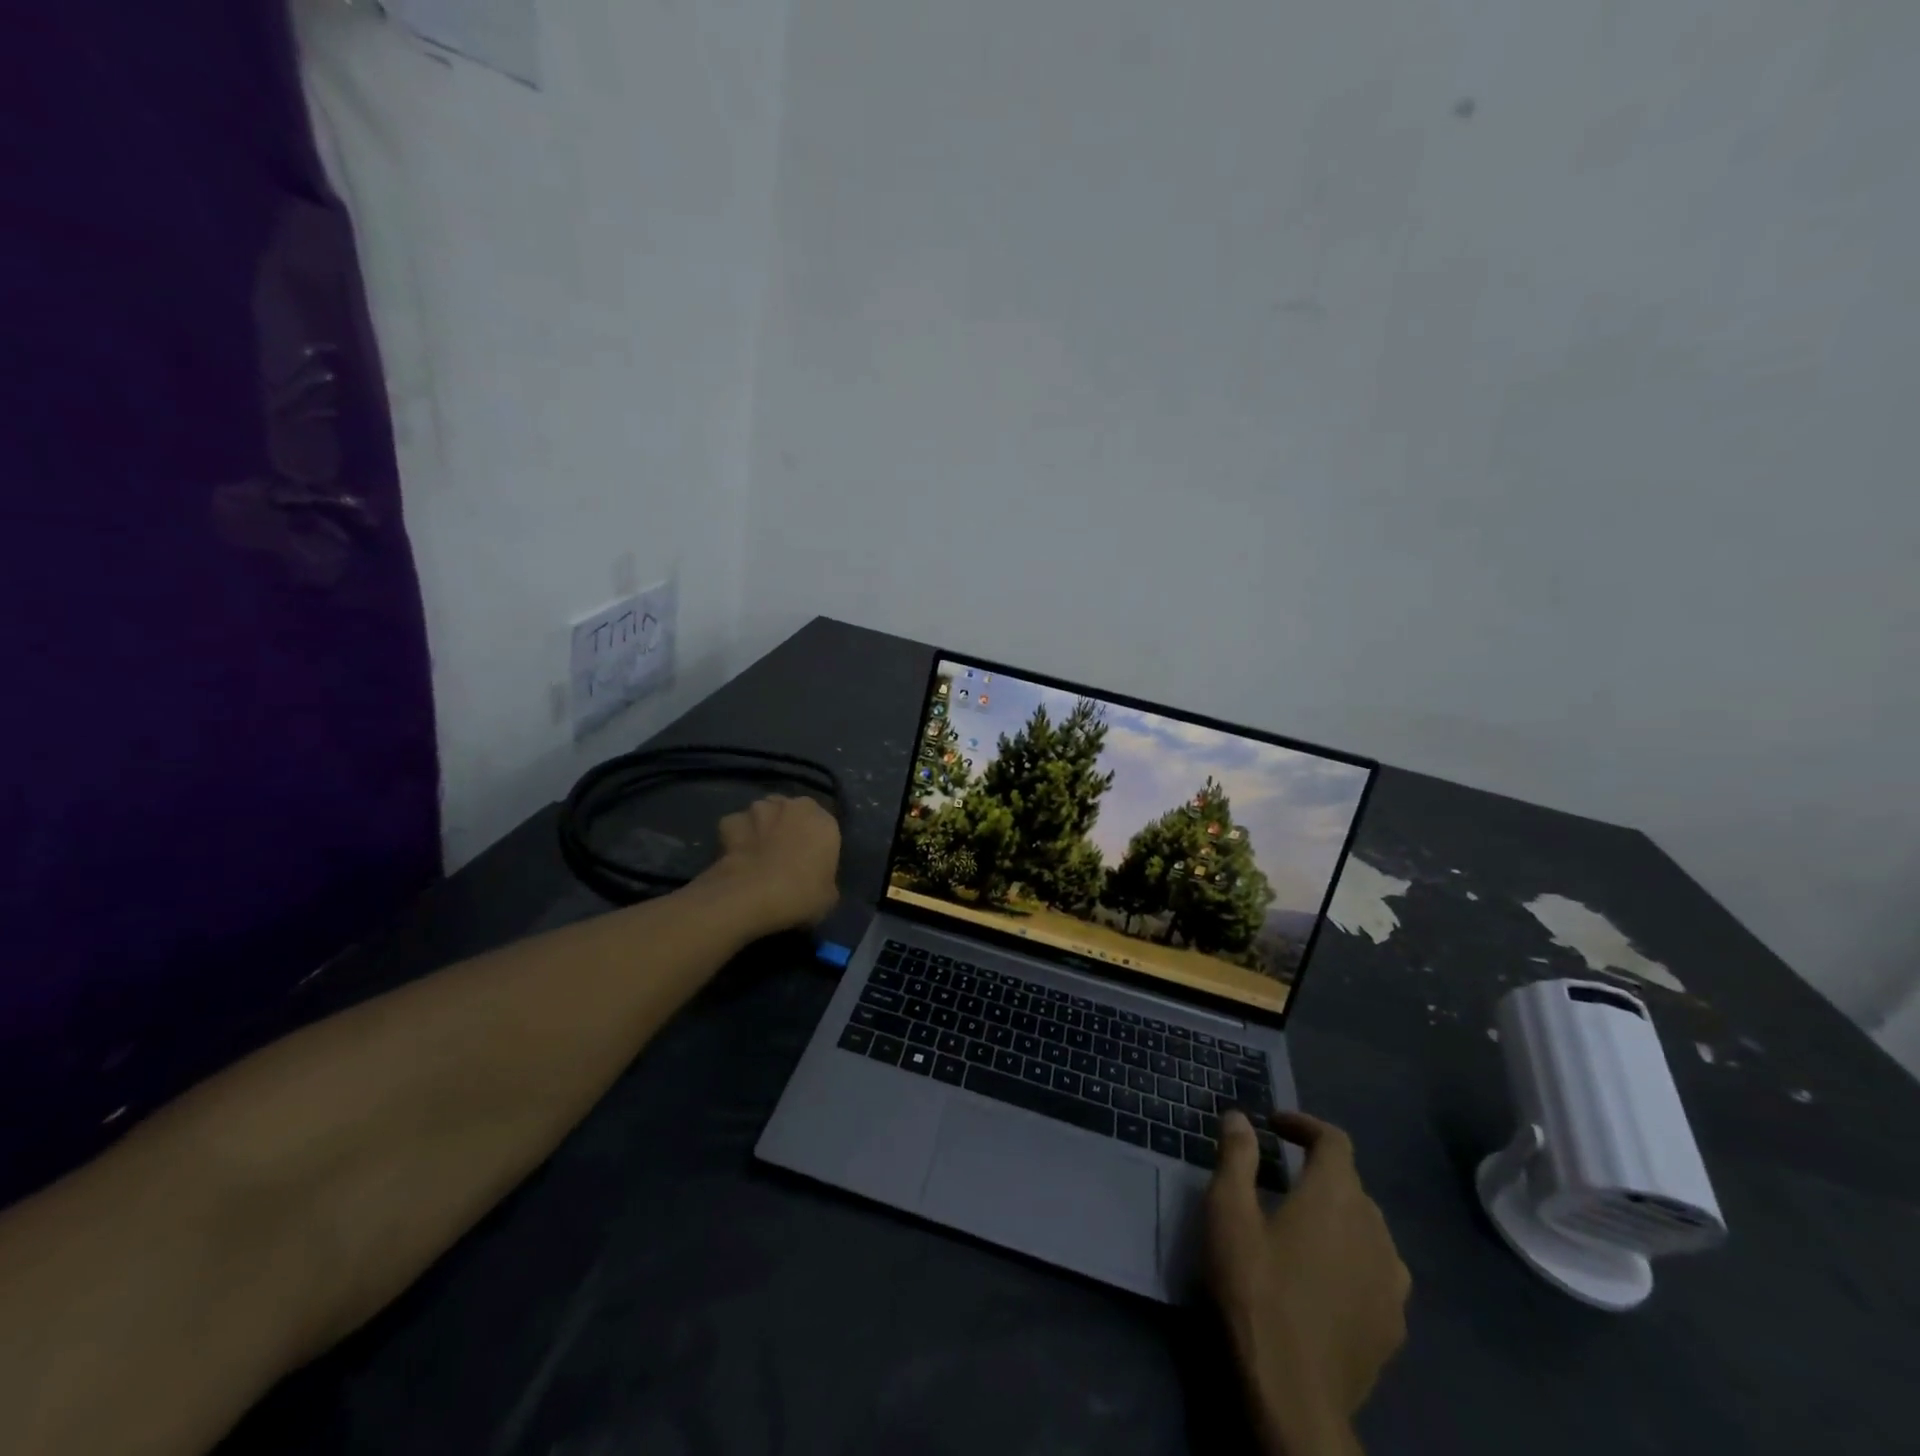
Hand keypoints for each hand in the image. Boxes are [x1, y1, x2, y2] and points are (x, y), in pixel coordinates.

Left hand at [700, 794, 840, 934]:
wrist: (751, 896)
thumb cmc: (800, 895)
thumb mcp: (828, 896)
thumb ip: (824, 878)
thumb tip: (815, 880)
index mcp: (824, 822)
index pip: (822, 827)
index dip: (813, 843)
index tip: (808, 862)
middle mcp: (793, 807)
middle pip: (791, 812)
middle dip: (787, 827)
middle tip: (782, 855)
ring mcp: (759, 809)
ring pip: (762, 814)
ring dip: (761, 828)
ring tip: (755, 856)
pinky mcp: (730, 820)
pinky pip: (735, 827)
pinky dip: (734, 838)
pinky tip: (733, 858)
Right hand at [1205, 1109, 1409, 1455]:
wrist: (1294, 1394)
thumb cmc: (1255, 1289)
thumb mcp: (1228, 1213)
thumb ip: (1236, 1157)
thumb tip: (1240, 1117)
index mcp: (1334, 1196)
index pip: (1334, 1140)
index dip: (1305, 1125)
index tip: (1274, 1125)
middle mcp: (1373, 1228)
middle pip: (1351, 1183)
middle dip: (1318, 1170)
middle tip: (1279, 1176)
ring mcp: (1391, 1280)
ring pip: (1369, 1227)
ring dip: (1339, 1214)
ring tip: (1304, 1226)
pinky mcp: (1394, 1324)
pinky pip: (1378, 1271)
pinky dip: (1354, 1257)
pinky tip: (1327, 1276)